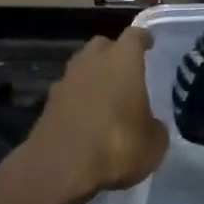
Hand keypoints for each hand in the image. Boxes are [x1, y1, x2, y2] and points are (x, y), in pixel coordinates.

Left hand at [22, 28, 167, 201]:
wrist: (60, 168)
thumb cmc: (116, 145)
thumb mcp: (153, 144)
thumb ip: (155, 127)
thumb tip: (151, 125)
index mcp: (123, 61)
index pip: (135, 35)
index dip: (143, 39)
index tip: (149, 43)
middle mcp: (92, 62)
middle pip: (103, 45)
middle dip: (114, 53)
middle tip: (126, 70)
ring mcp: (66, 80)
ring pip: (82, 66)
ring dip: (93, 76)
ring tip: (106, 95)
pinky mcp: (48, 103)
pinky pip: (68, 92)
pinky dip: (77, 99)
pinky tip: (86, 117)